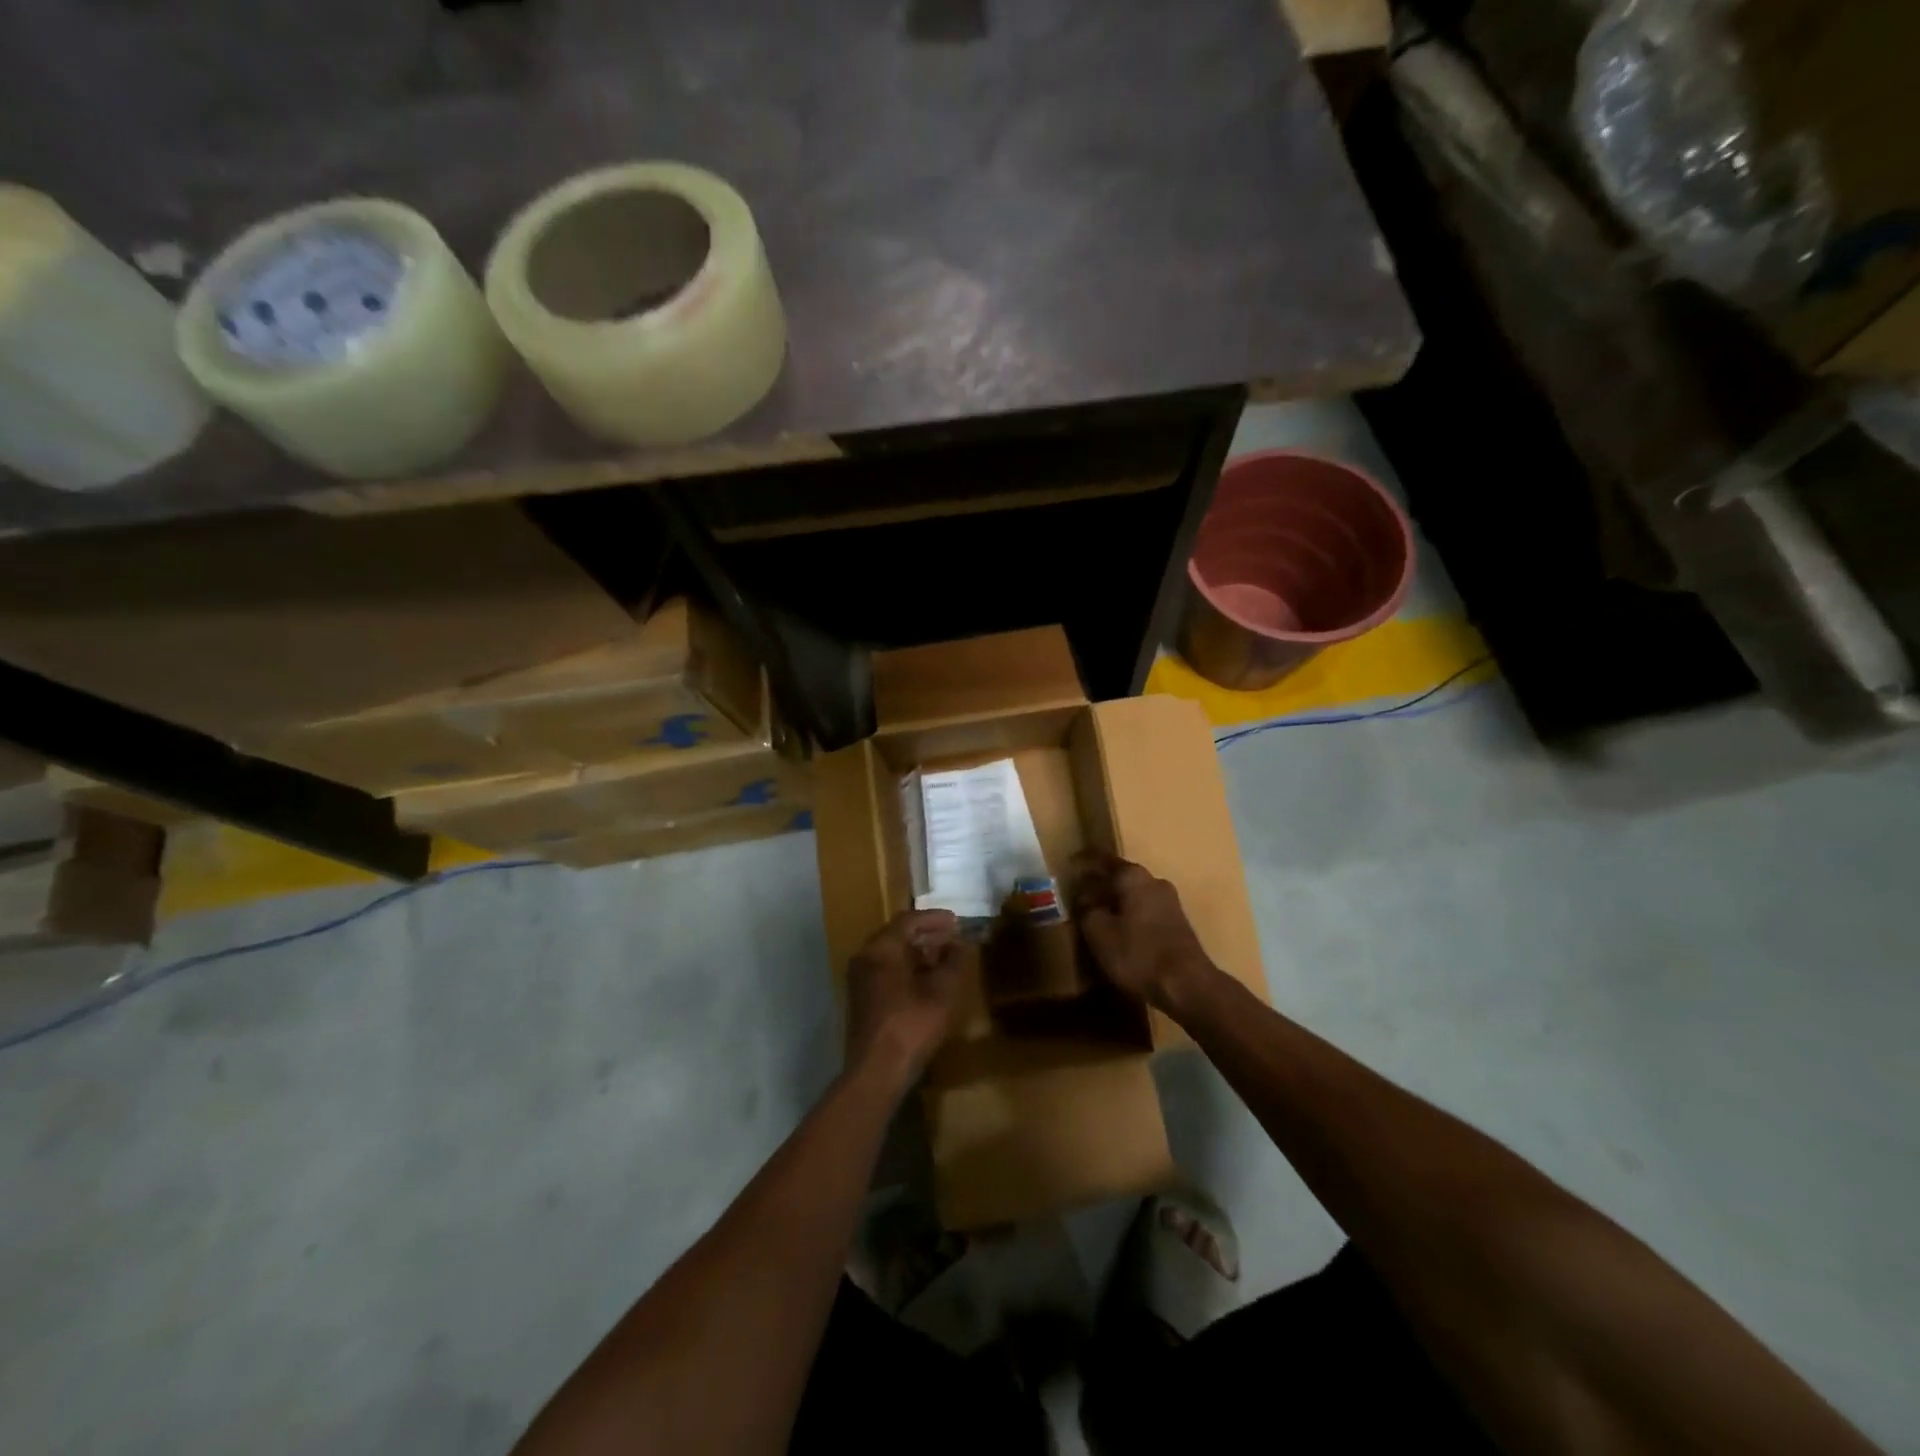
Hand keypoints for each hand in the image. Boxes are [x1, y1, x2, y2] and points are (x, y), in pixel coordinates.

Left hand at [844, 910, 966, 1090]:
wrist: (876, 1071)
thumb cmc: (911, 1025)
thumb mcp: (943, 991)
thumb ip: (954, 961)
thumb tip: (960, 945)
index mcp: (881, 948)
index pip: (908, 920)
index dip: (934, 919)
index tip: (956, 920)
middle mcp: (865, 957)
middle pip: (897, 935)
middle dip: (925, 934)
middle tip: (951, 936)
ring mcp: (859, 979)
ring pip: (890, 954)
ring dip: (916, 952)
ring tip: (943, 958)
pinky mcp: (861, 998)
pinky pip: (885, 970)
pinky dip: (906, 967)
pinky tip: (925, 981)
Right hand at [1071, 849, 1216, 1011]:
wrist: (1188, 986)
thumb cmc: (1138, 954)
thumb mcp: (1099, 933)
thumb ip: (1087, 910)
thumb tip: (1085, 898)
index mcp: (1133, 877)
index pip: (1103, 860)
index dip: (1085, 861)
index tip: (1070, 863)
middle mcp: (1154, 882)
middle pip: (1121, 877)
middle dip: (1100, 884)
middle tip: (1078, 893)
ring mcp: (1170, 903)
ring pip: (1134, 894)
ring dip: (1115, 901)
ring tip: (1095, 914)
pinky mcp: (1177, 924)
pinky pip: (1145, 910)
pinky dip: (1128, 915)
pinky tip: (1118, 931)